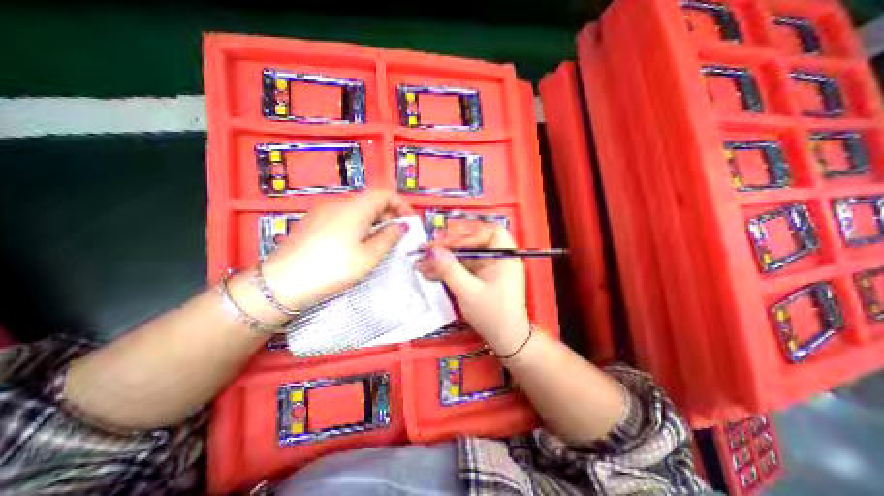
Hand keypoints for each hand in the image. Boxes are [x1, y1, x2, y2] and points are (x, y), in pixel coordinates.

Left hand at [261, 192, 413, 310]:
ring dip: (374, 220)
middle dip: (389, 214)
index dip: (401, 205)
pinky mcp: (313, 221)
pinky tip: (356, 243)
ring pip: (357, 208)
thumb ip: (389, 237)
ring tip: (379, 240)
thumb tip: (402, 226)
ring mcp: (323, 211)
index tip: (409, 222)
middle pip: (371, 200)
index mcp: (355, 207)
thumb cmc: (333, 269)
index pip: (385, 194)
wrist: (281, 283)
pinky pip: (343, 216)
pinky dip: (358, 224)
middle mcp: (339, 203)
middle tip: (397, 235)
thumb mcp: (368, 256)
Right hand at [416, 222, 530, 353]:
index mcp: (505, 257)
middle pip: (473, 242)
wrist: (506, 341)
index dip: (468, 233)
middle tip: (427, 250)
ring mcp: (489, 268)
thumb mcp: (468, 292)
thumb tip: (432, 251)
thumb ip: (449, 269)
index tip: (447, 243)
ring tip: (422, 263)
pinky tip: (431, 272)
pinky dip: (448, 269)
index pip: (489, 231)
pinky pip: (463, 267)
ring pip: (465, 256)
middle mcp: (498, 258)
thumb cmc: (492, 316)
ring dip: (444, 259)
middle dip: (450, 246)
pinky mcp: (481, 277)